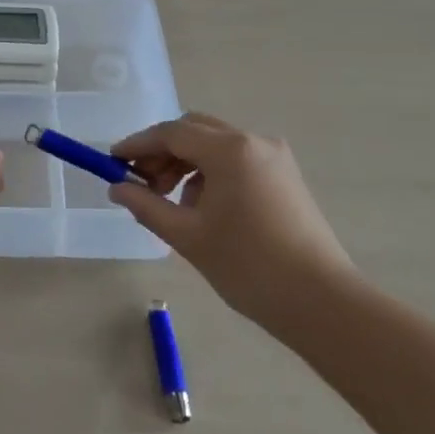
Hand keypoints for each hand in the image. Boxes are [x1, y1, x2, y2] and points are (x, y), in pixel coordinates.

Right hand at [108, 113, 355, 341]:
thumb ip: (146, 206)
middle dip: (162, 151)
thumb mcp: (188, 236)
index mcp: (229, 150)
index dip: (138, 145)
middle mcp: (253, 142)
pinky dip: (210, 173)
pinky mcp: (285, 176)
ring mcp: (274, 157)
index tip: (112, 161)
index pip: (171, 133)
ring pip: (215, 144)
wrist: (322, 303)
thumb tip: (118, 189)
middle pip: (194, 130)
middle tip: (140, 183)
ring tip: (169, 201)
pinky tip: (201, 207)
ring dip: (185, 163)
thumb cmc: (248, 266)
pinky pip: (236, 160)